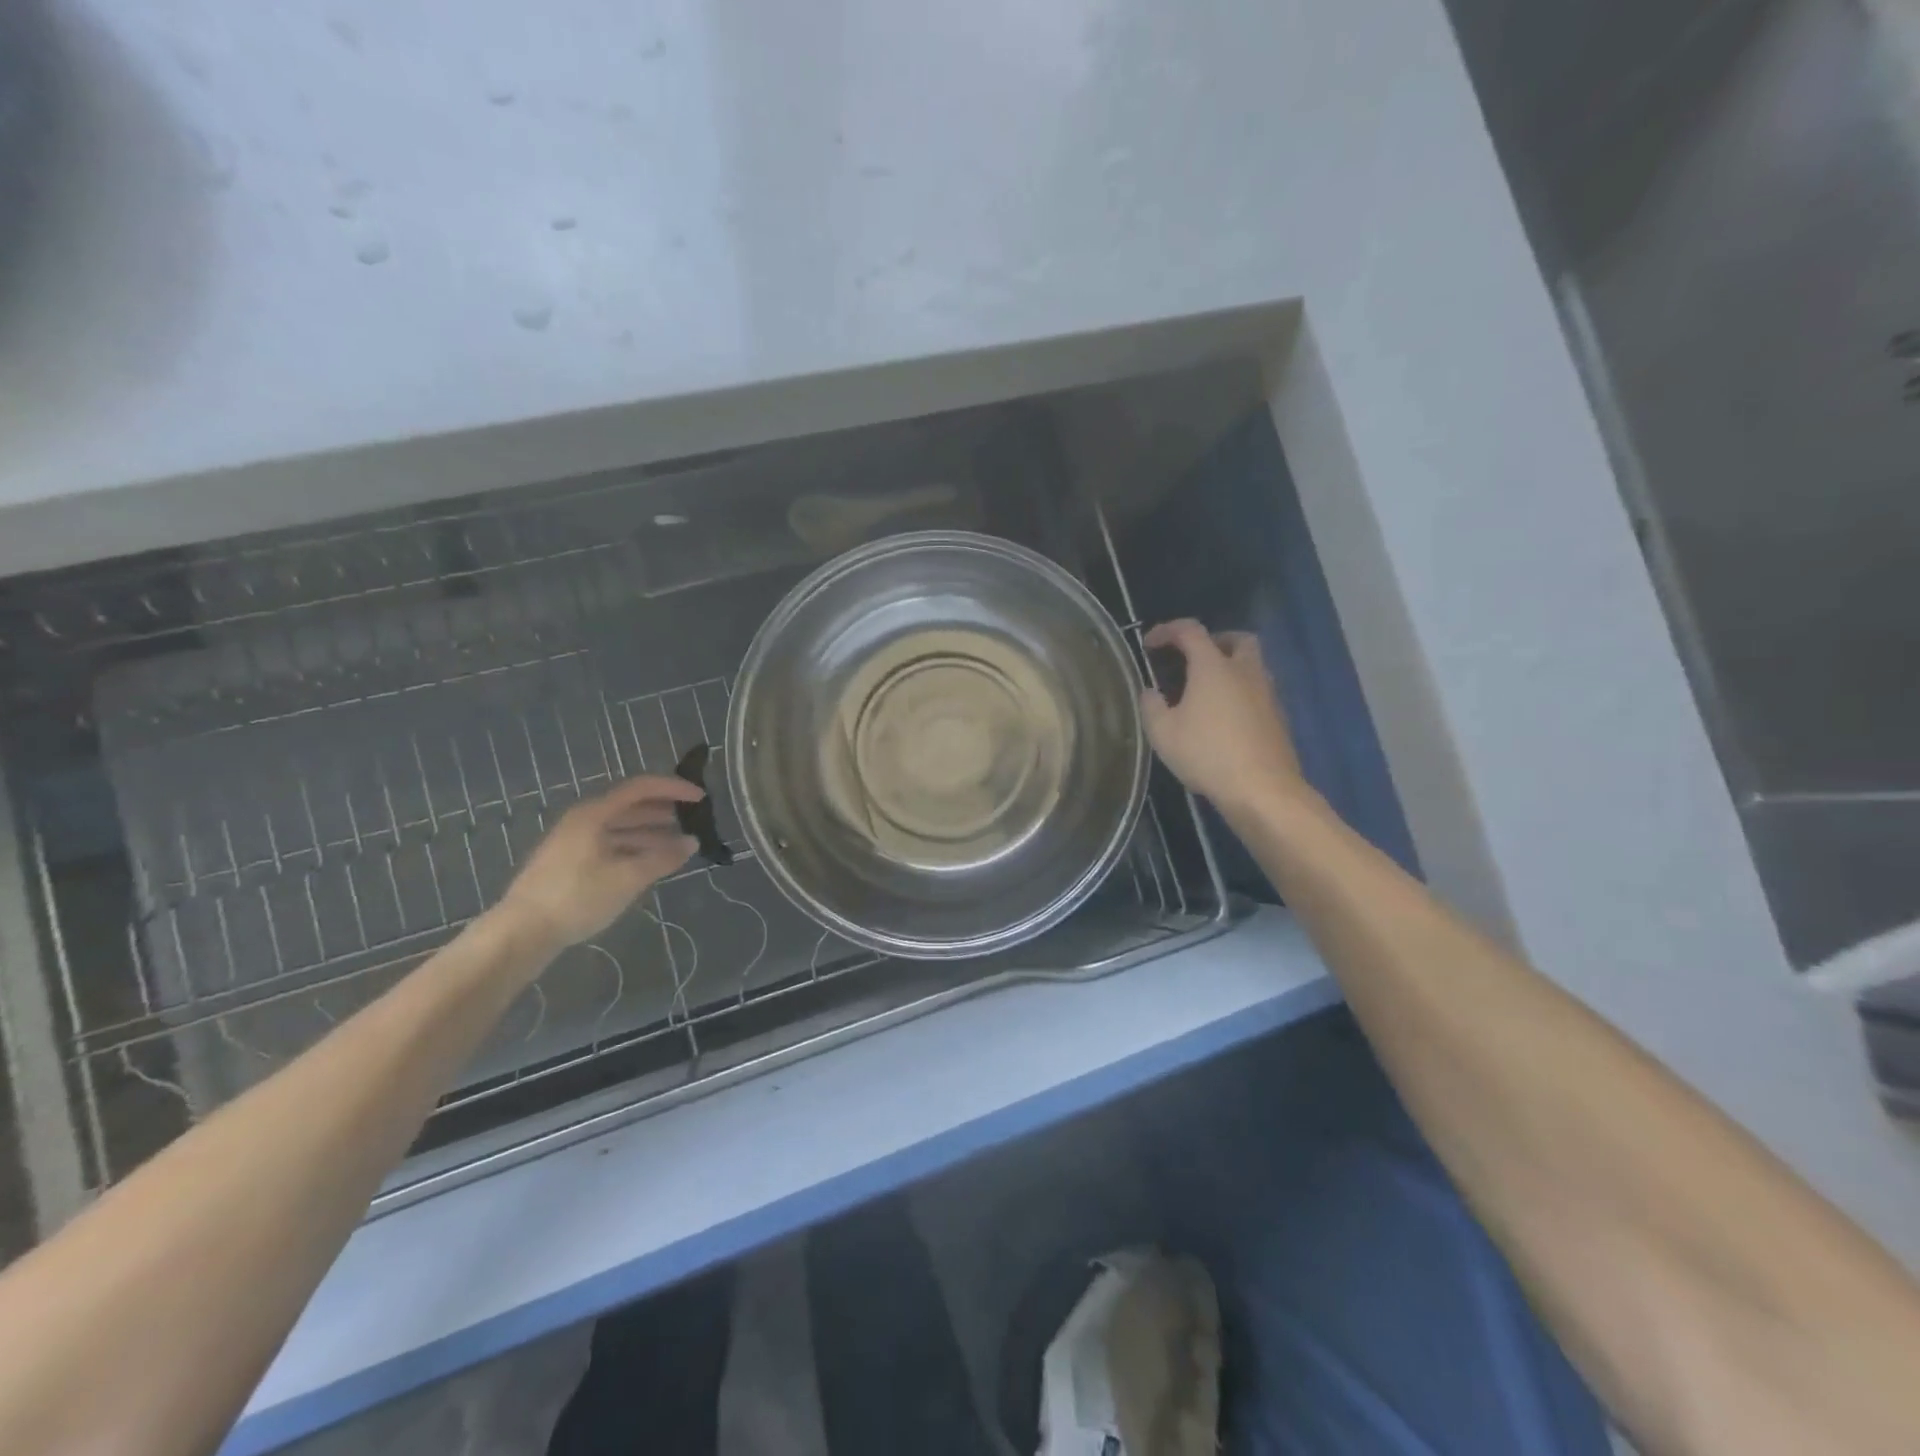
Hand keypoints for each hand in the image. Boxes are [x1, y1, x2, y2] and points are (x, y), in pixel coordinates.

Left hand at [496, 776, 704, 946]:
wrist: (522, 932)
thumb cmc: (578, 897)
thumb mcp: (628, 877)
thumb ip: (663, 858)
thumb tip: (692, 842)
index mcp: (594, 814)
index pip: (641, 788)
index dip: (673, 789)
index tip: (700, 798)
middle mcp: (583, 820)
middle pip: (629, 806)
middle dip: (663, 811)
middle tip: (692, 821)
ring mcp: (573, 842)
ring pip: (619, 828)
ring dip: (650, 833)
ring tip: (677, 845)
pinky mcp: (569, 863)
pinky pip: (609, 844)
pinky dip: (633, 848)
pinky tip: (648, 863)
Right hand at [1140, 620, 1310, 815]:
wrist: (1262, 789)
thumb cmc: (1207, 754)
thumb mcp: (1163, 733)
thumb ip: (1151, 706)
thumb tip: (1150, 692)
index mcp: (1213, 667)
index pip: (1190, 631)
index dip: (1167, 630)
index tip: (1149, 644)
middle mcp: (1244, 671)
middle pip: (1236, 639)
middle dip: (1213, 641)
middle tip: (1192, 659)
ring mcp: (1266, 694)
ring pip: (1251, 665)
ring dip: (1229, 668)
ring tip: (1205, 691)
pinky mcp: (1278, 718)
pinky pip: (1257, 691)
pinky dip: (1240, 692)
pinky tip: (1224, 717)